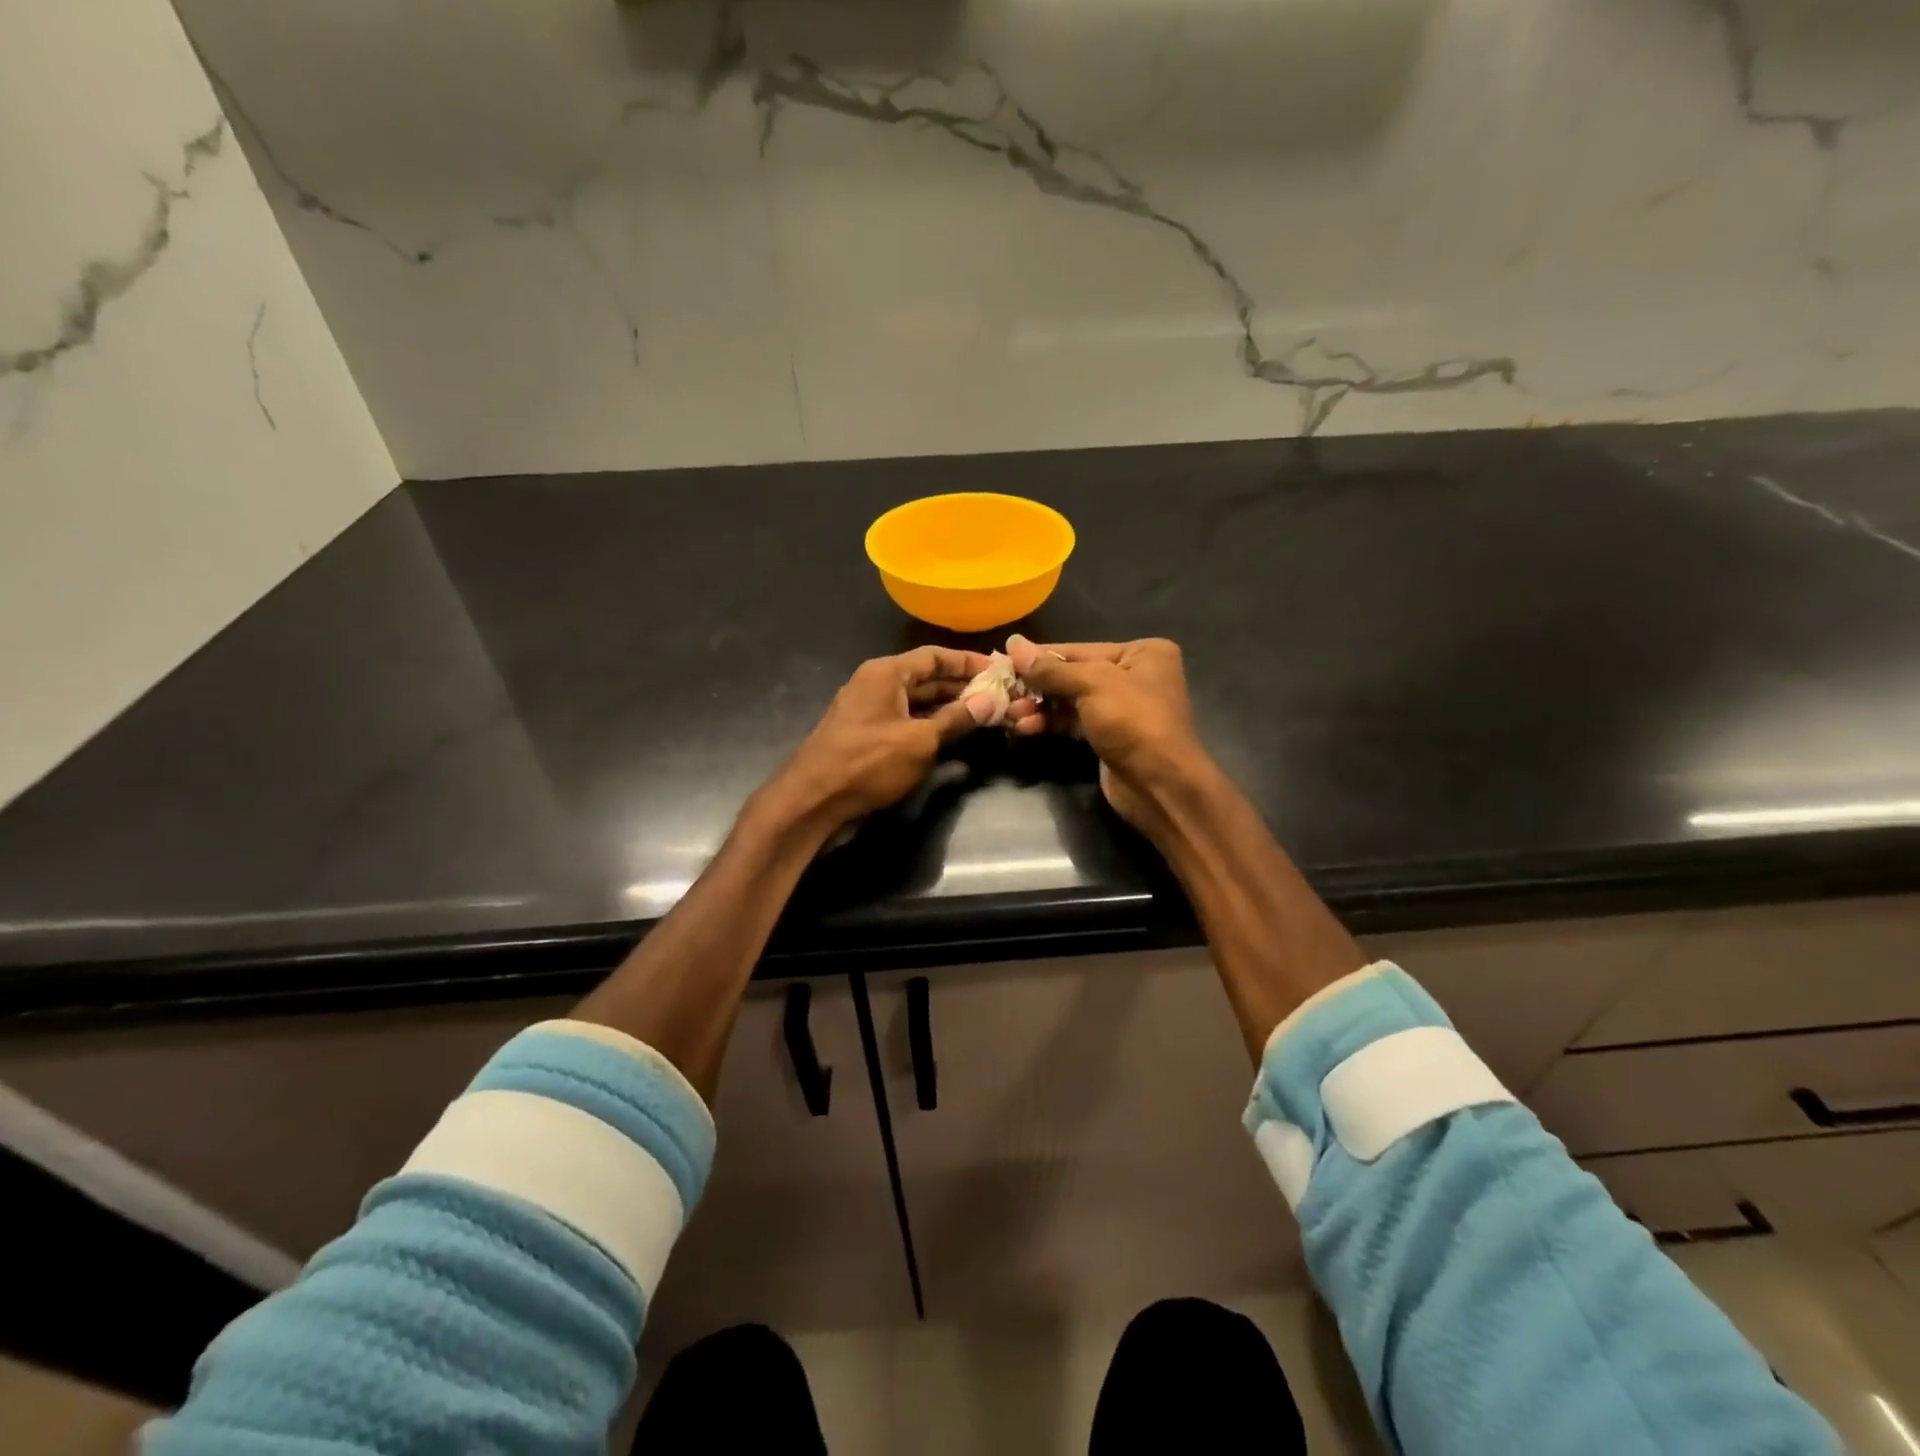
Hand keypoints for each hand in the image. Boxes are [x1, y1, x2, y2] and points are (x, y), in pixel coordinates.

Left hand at [762, 647, 997, 831]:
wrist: (814, 799)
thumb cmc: (868, 762)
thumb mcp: (920, 741)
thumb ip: (956, 719)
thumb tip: (989, 702)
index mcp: (886, 673)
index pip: (935, 656)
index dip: (968, 662)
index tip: (999, 671)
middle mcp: (876, 684)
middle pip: (926, 677)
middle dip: (961, 686)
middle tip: (998, 695)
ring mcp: (869, 710)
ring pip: (917, 701)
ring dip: (948, 708)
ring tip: (984, 715)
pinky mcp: (866, 735)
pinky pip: (905, 720)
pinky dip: (930, 725)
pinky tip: (953, 735)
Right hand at [1004, 635, 1210, 833]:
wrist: (1160, 785)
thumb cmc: (1133, 722)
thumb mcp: (1092, 685)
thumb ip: (1050, 668)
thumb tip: (1013, 642)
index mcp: (1142, 653)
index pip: (1078, 650)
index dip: (1039, 656)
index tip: (1002, 660)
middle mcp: (1134, 676)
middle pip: (1072, 675)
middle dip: (1037, 686)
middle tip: (1003, 693)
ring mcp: (1122, 709)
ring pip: (1070, 701)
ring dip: (1039, 707)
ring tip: (1010, 715)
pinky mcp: (1109, 736)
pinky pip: (1073, 723)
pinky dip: (1050, 724)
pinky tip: (1025, 728)